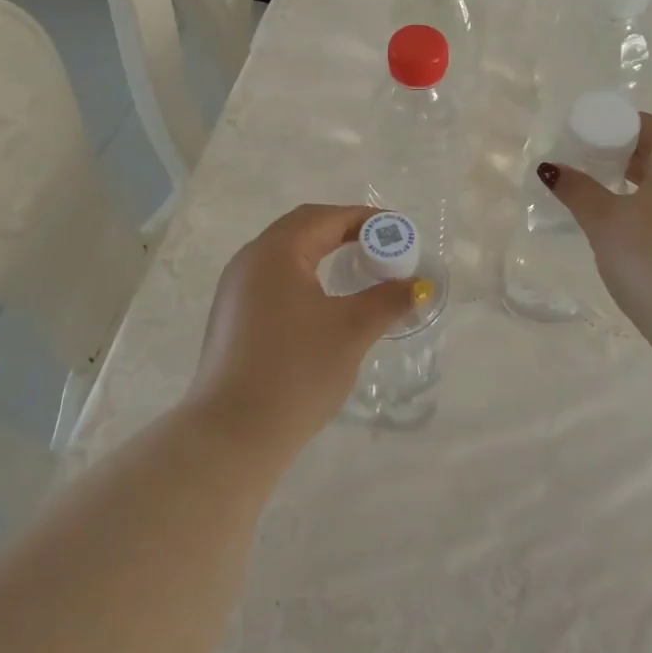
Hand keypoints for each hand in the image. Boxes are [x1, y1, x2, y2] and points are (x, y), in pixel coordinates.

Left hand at [188, 204, 415, 452]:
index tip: (397, 230)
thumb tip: (420, 285)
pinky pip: (272, 279)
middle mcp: (249, 260)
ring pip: (285, 255)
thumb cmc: (296, 370)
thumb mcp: (351, 331)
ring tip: (355, 269)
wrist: (232, 435)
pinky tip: (321, 301)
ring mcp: (234, 289)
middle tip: (380, 246)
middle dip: (343, 231)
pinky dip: (303, 276)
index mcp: (276, 251)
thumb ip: (388, 300)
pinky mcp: (231, 317)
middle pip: (302, 229)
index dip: (364, 219)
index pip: (326, 218)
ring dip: (321, 252)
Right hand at [538, 113, 651, 343]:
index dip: (619, 127)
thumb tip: (551, 168)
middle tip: (590, 168)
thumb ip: (577, 190)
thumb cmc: (651, 257)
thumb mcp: (604, 221)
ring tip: (607, 200)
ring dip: (642, 186)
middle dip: (626, 157)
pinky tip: (635, 233)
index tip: (589, 138)